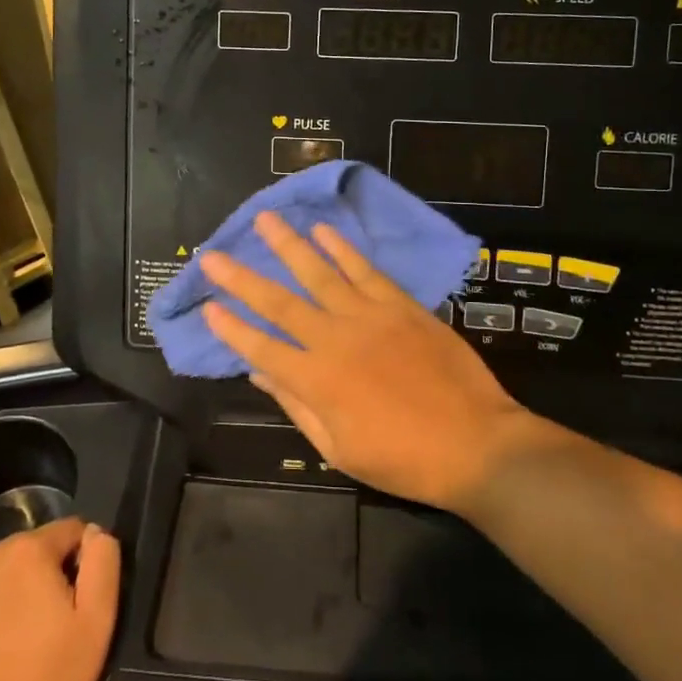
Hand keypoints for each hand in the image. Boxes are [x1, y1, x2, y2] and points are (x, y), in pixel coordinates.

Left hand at [0, 519, 119, 680]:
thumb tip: (95, 532)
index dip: (81, 562)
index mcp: (28, 551)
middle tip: (45, 631)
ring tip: (9, 649)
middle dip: (40, 580)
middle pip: (27, 554)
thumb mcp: (96, 625)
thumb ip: (102, 564)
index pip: (69, 532)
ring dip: (5, 598)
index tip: (78, 603)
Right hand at [201, 212, 544, 512]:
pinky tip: (324, 231)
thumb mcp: (340, 448)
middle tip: (213, 255)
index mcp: (316, 381)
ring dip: (289, 246)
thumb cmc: (404, 459)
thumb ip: (297, 406)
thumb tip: (259, 373)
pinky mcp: (400, 306)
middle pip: (279, 303)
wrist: (474, 443)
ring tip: (265, 221)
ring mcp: (369, 317)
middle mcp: (335, 340)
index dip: (230, 328)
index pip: (260, 348)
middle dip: (242, 279)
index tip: (207, 307)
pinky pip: (366, 271)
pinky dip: (343, 249)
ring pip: (319, 274)